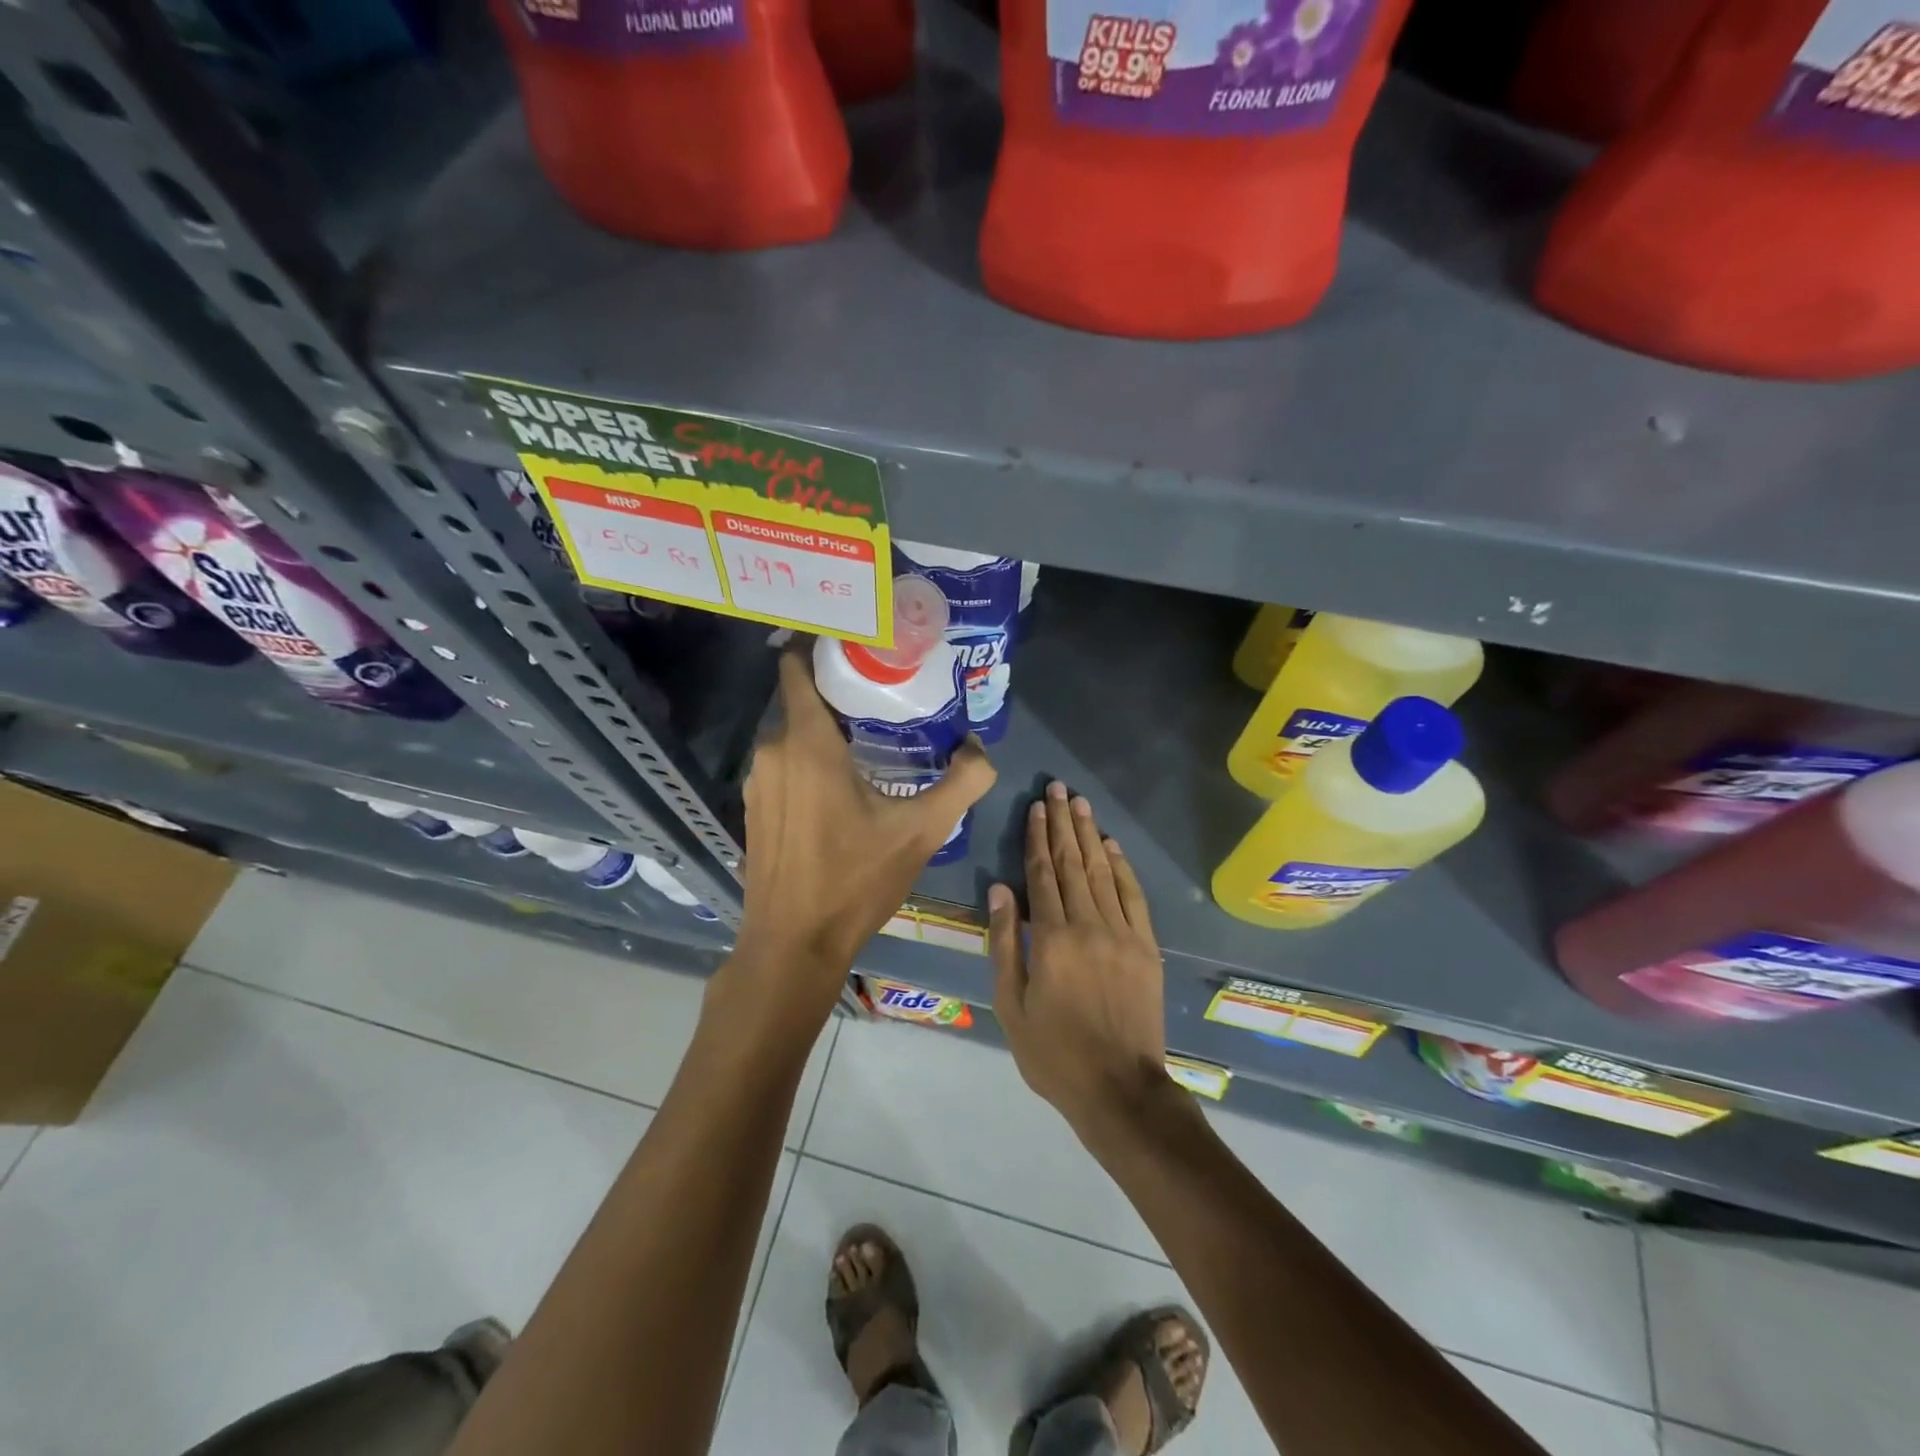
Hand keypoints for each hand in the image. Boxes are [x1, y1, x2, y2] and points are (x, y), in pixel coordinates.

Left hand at [733, 648, 994, 1019]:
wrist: (793, 944)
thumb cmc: (854, 880)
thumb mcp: (921, 830)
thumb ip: (961, 784)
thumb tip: (981, 750)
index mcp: (807, 743)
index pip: (797, 666)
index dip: (822, 647)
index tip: (859, 644)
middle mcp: (772, 751)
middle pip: (802, 700)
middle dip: (839, 692)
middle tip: (884, 694)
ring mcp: (756, 781)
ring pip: (791, 734)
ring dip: (824, 730)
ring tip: (869, 737)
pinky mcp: (752, 808)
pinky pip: (782, 764)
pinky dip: (807, 760)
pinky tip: (840, 785)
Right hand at [989, 781, 1171, 1132]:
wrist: (1120, 1088)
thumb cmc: (1054, 1053)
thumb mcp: (1011, 1004)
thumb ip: (1004, 943)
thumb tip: (999, 889)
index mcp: (1050, 938)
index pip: (1041, 874)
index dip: (1037, 837)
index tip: (1036, 807)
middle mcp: (1087, 924)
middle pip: (1072, 863)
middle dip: (1063, 823)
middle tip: (1059, 788)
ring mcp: (1122, 933)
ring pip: (1102, 871)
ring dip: (1089, 835)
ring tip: (1080, 804)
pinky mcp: (1146, 946)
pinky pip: (1133, 896)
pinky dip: (1121, 867)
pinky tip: (1111, 846)